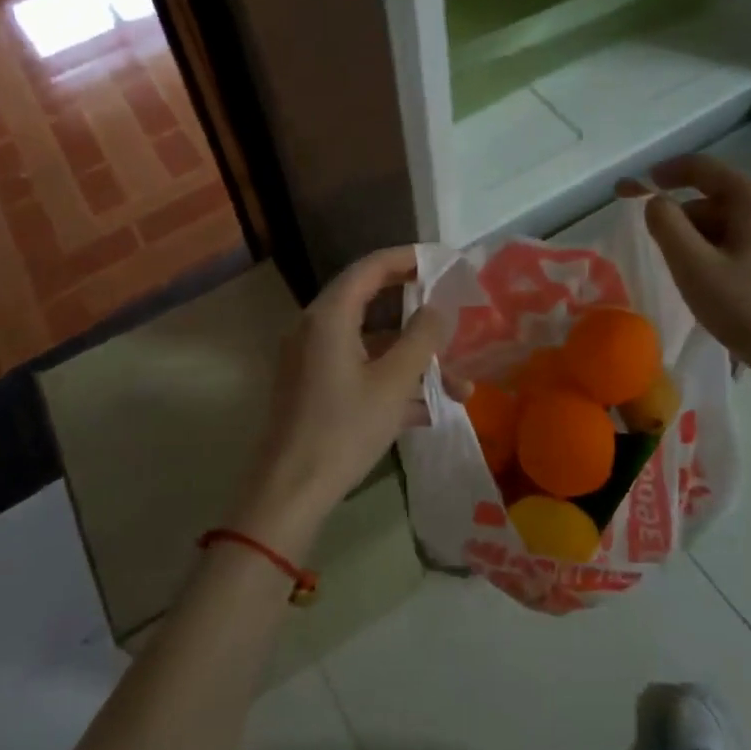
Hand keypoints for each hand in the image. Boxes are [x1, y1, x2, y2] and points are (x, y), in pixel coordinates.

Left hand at [231, 246, 446, 556]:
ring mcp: (312, 359)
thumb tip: (438, 308)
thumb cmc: (344, 429)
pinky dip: (391, 379)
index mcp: (329, 316)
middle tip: (451, 308)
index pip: (370, 267)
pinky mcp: (313, 387)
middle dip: (416, 311)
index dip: (408, 259)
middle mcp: (315, 328)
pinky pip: (358, 369)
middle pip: (371, 302)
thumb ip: (421, 339)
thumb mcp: (394, 383)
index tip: (443, 261)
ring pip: (370, 344)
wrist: (290, 490)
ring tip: (459, 384)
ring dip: (412, 359)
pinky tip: (428, 410)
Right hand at [620, 156, 750, 446]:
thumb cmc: (748, 309)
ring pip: (732, 221)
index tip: (632, 187)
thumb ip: (665, 223)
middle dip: (684, 218)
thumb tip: (656, 201)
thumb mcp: (692, 266)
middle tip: (662, 253)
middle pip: (717, 198)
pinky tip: (717, 283)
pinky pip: (750, 238)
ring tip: (690, 277)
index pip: (703, 169)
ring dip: (703, 239)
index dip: (664, 173)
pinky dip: (724, 250)